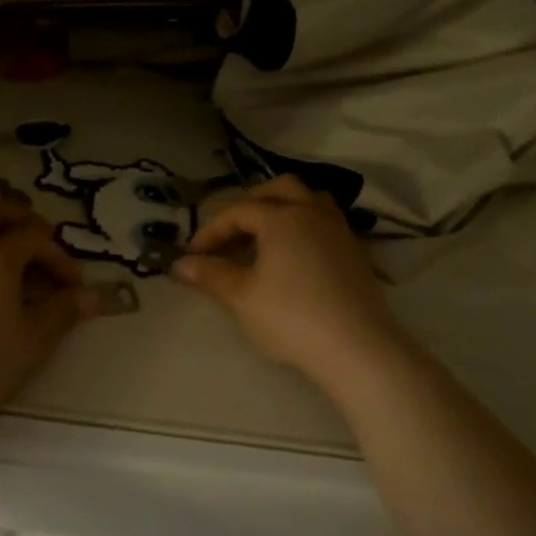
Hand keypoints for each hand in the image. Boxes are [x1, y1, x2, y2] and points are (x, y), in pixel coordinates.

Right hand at [174, 176, 402, 389]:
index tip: (193, 254)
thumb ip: (211, 275)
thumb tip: (180, 264)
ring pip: (311, 200)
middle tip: (233, 228)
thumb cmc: (291, 316)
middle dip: (252, 202)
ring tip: (267, 233)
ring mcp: (340, 231)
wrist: (356, 346)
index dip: (212, 229)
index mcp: (282, 218)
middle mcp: (313, 213)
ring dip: (285, 207)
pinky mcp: (356, 253)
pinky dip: (305, 226)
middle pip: (281, 189)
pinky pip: (326, 222)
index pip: (239, 211)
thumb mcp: (242, 297)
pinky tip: (296, 255)